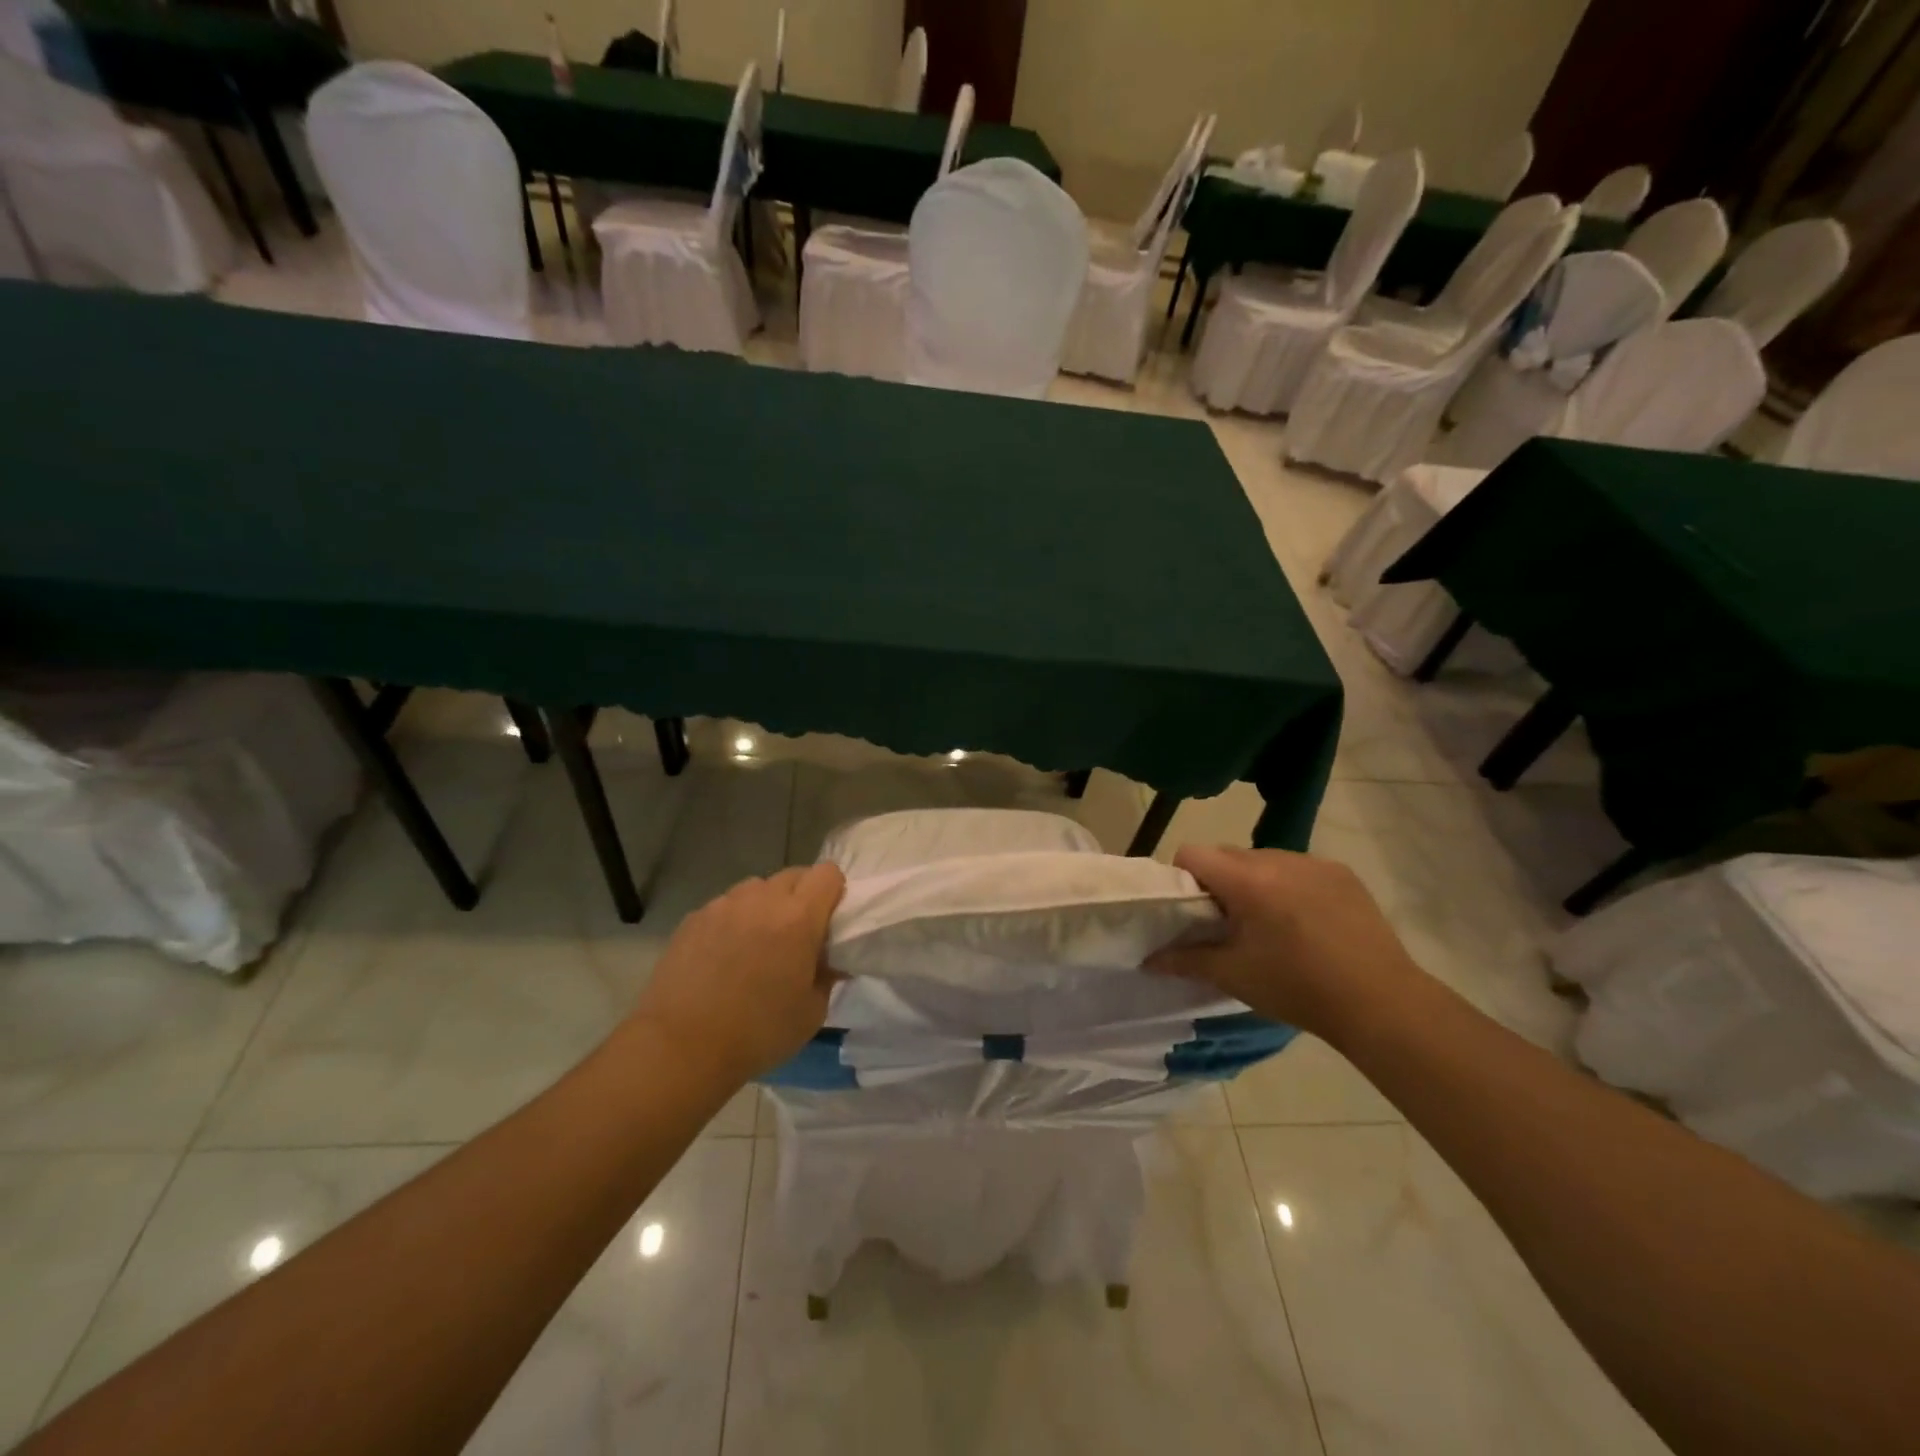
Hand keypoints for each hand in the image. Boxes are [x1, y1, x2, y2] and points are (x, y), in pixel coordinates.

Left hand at [626, 864, 845, 1087]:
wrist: (680, 1048)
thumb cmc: (757, 1033)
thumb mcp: (812, 1012)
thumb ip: (828, 975)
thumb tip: (830, 960)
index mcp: (798, 918)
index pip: (828, 874)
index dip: (834, 892)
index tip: (830, 920)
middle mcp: (762, 900)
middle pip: (793, 875)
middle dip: (802, 897)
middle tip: (797, 935)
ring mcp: (723, 905)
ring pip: (756, 888)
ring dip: (766, 906)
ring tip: (757, 943)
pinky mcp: (694, 918)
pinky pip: (725, 906)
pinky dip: (734, 920)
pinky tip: (723, 956)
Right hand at [1149, 846, 1422, 1042]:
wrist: (1382, 1003)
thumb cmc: (1298, 988)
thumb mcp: (1234, 976)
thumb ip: (1185, 960)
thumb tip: (1146, 959)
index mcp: (1246, 880)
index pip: (1192, 853)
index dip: (1182, 878)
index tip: (1192, 911)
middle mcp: (1277, 858)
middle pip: (1227, 854)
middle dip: (1218, 881)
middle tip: (1228, 924)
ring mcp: (1314, 862)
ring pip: (1263, 859)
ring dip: (1254, 882)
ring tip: (1271, 925)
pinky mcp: (1342, 873)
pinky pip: (1298, 868)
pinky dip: (1289, 886)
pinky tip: (1306, 923)